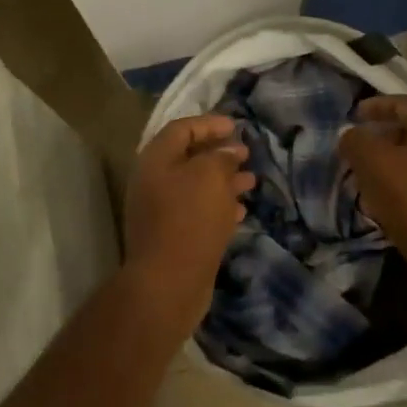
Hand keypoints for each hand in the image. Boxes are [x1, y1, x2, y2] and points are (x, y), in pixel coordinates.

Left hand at [123, 114, 254, 324]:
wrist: (169, 282)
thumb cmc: (190, 219)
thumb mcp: (210, 176)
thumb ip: (221, 157)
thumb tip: (229, 152)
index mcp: (156, 161)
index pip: (181, 129)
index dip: (208, 124)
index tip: (235, 126)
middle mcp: (154, 182)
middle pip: (188, 158)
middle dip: (219, 154)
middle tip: (246, 154)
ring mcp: (161, 211)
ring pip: (196, 187)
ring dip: (224, 181)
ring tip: (251, 182)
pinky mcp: (174, 236)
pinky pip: (198, 212)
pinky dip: (220, 206)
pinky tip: (241, 210)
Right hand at [340, 97, 406, 290]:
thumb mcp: (372, 163)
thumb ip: (356, 141)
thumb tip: (349, 134)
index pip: (404, 104)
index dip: (377, 106)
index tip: (355, 115)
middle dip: (383, 137)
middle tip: (359, 147)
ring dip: (392, 163)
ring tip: (367, 175)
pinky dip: (404, 183)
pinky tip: (385, 199)